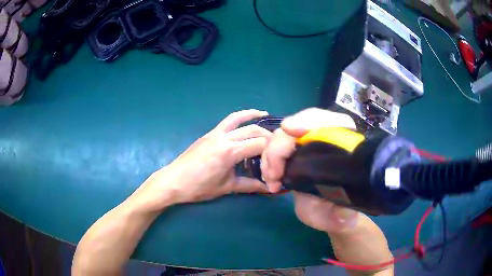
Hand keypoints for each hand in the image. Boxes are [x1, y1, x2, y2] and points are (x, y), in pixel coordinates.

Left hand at [131, 110, 271, 211]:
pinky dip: (239, 118)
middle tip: (277, 144)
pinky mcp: (209, 134)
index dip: (272, 152)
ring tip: (265, 115)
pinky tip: (244, 121)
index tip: (278, 160)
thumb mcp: (227, 187)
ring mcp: (215, 133)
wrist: (174, 181)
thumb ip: (250, 185)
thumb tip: (269, 188)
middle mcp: (224, 137)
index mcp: (230, 152)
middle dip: (267, 136)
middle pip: (253, 130)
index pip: (260, 145)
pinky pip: (227, 121)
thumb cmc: (199, 187)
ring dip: (252, 115)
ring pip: (238, 118)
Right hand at [261, 108, 392, 274]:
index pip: (333, 122)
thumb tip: (341, 215)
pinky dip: (268, 160)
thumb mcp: (341, 218)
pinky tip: (270, 178)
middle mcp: (327, 141)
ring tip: (271, 180)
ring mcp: (308, 146)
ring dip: (271, 154)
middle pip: (300, 125)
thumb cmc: (339, 213)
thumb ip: (341, 217)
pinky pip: (276, 148)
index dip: (311, 121)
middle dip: (280, 145)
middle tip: (273, 173)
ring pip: (283, 135)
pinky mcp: (295, 155)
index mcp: (346, 148)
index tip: (292, 130)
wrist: (332, 215)